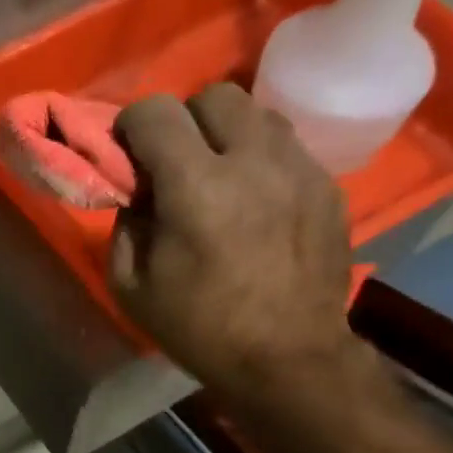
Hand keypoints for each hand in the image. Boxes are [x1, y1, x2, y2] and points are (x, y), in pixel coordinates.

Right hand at [109, 85, 366, 433]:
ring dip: (226, 134)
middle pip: (213, 95)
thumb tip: (137, 196)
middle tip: (175, 164)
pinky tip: (254, 202)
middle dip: (184, 120)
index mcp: (195, 186)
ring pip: (257, 113)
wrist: (287, 357)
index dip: (131, 125)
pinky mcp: (327, 184)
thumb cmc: (199, 328)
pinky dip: (260, 161)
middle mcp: (251, 159)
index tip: (127, 154)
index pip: (155, 112)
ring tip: (218, 177)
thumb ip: (125, 228)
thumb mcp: (131, 288)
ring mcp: (298, 167)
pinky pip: (286, 147)